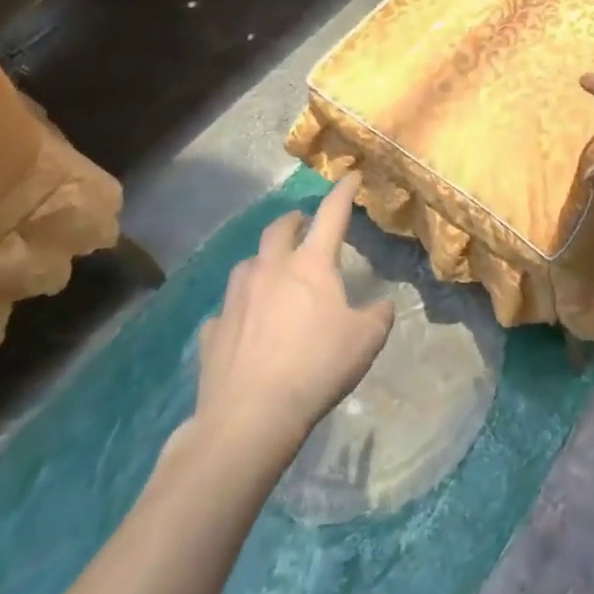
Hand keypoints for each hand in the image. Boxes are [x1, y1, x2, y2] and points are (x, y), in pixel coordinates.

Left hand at [188, 174, 392, 462]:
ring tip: (271, 271)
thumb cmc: (316, 368)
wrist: (249, 419)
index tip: (351, 175)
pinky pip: (226, 311)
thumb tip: (381, 306)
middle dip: (294, 220)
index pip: (332, 214)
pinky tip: (243, 326)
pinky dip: (237, 311)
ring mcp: (235, 300)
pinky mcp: (212, 332)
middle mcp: (270, 270)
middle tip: (303, 223)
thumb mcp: (366, 341)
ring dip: (262, 261)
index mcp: (311, 265)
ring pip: (247, 264)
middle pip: (279, 229)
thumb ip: (378, 315)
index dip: (343, 192)